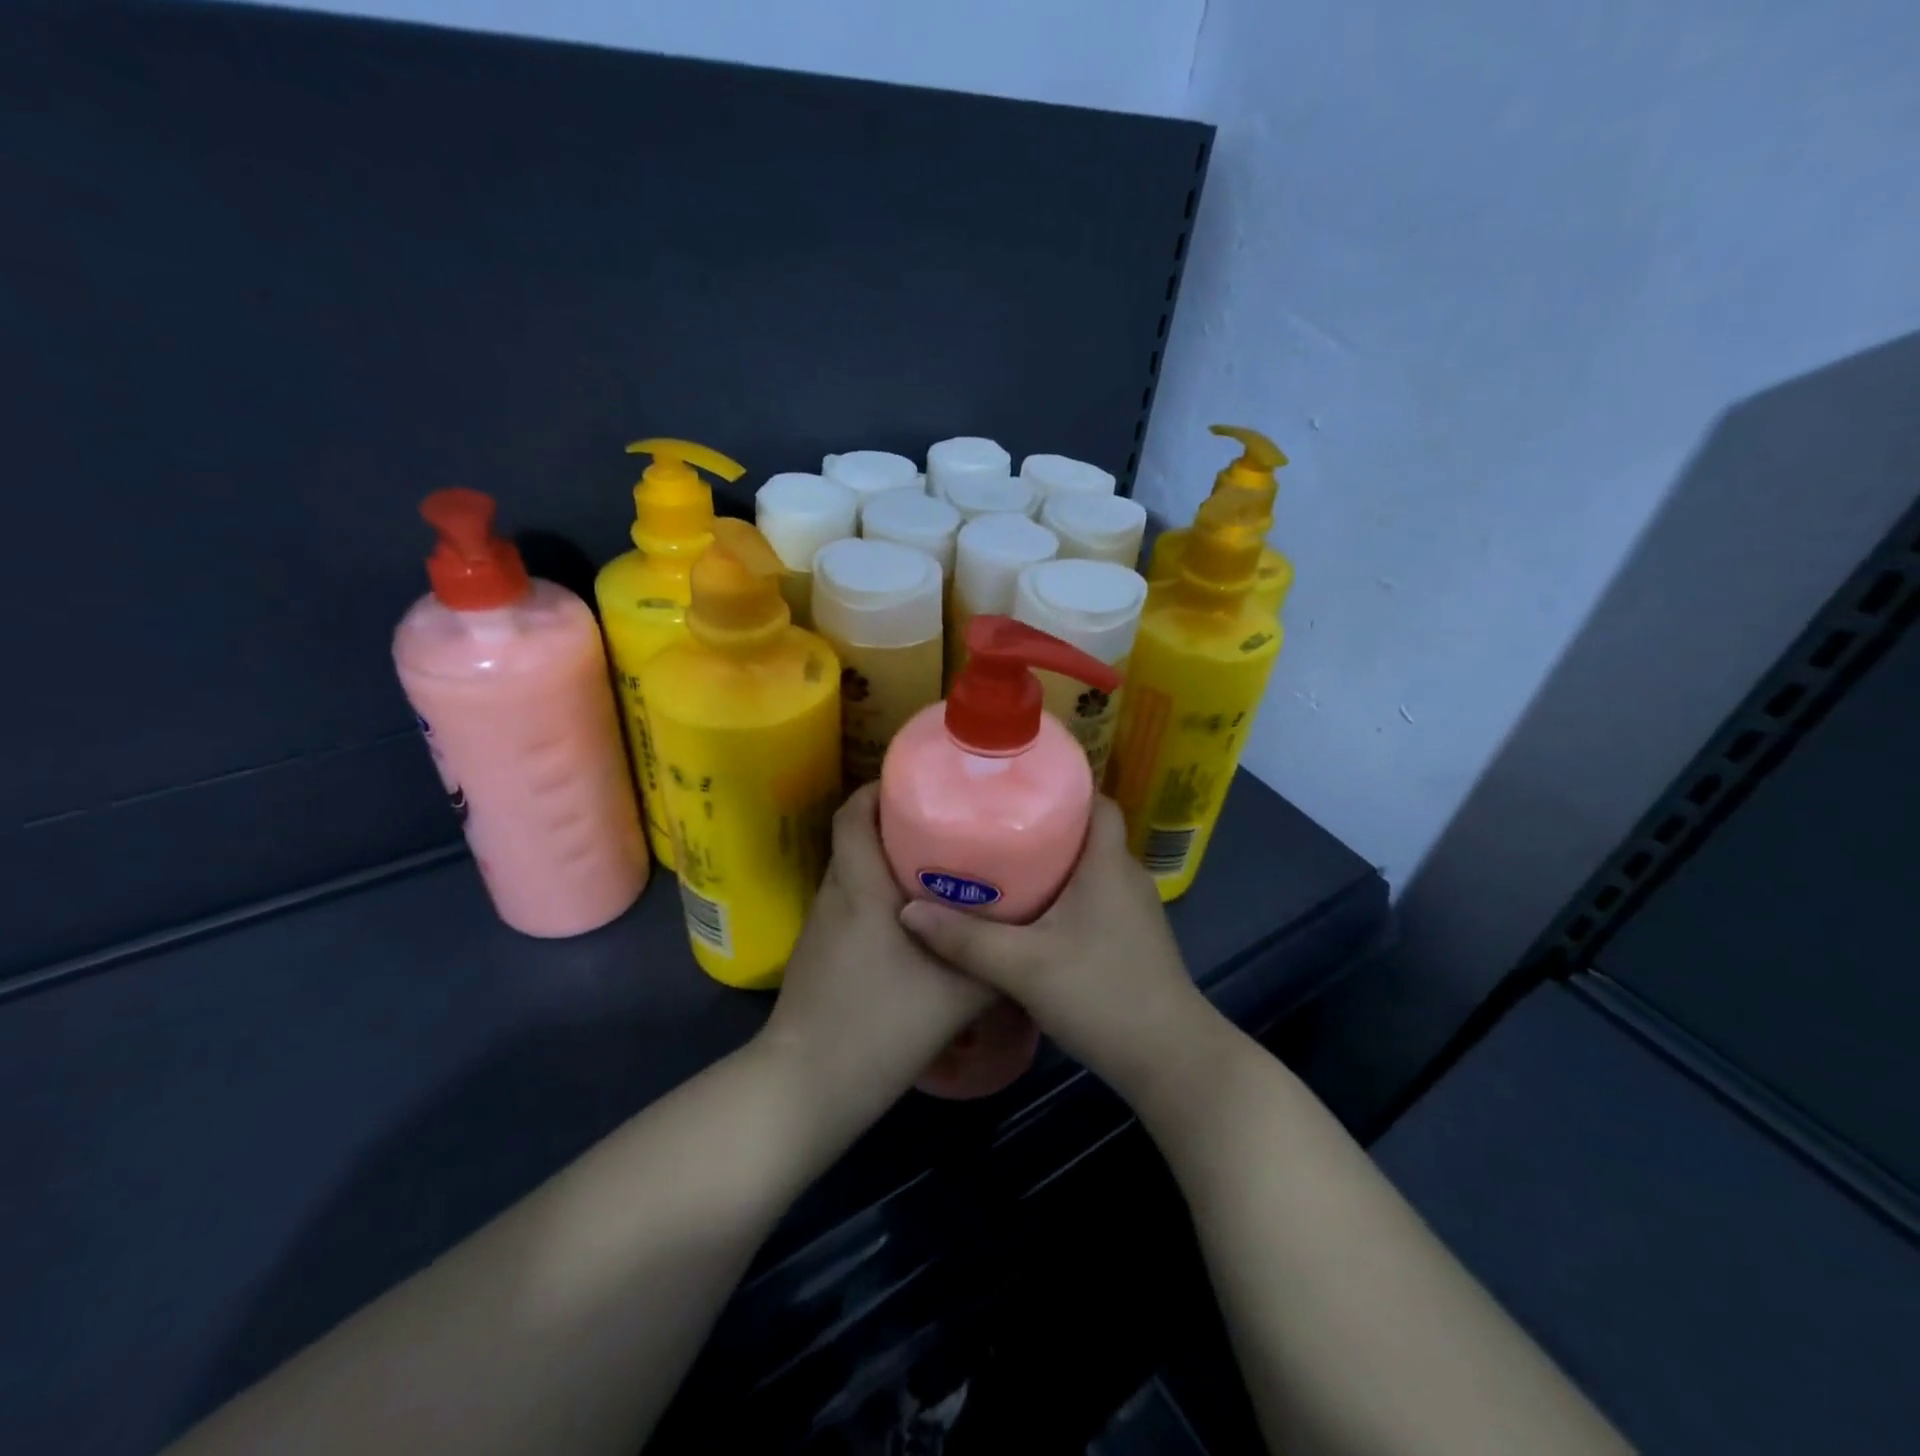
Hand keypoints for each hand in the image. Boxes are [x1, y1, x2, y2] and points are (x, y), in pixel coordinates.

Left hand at [759, 784, 996, 1130]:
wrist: (810, 1087)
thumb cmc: (882, 1026)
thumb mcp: (958, 994)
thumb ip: (996, 959)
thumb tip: (1032, 933)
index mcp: (861, 886)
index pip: (854, 812)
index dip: (880, 787)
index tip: (920, 782)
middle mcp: (836, 894)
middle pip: (857, 836)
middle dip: (896, 821)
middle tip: (947, 822)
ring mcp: (822, 925)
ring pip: (854, 871)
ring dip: (887, 860)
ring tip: (938, 863)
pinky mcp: (819, 953)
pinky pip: (851, 903)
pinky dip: (878, 895)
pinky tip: (914, 920)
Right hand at [898, 797, 1218, 1107]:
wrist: (1169, 1059)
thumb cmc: (1101, 994)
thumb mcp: (1023, 966)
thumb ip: (965, 939)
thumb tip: (907, 911)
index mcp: (1108, 864)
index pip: (1098, 801)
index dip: (1065, 786)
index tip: (1019, 787)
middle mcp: (1126, 877)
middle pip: (1087, 833)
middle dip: (1045, 824)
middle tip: (993, 824)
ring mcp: (1134, 911)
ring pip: (1090, 869)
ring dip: (1053, 863)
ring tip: (1003, 862)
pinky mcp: (1133, 940)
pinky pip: (1095, 898)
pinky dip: (1066, 895)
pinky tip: (1032, 914)